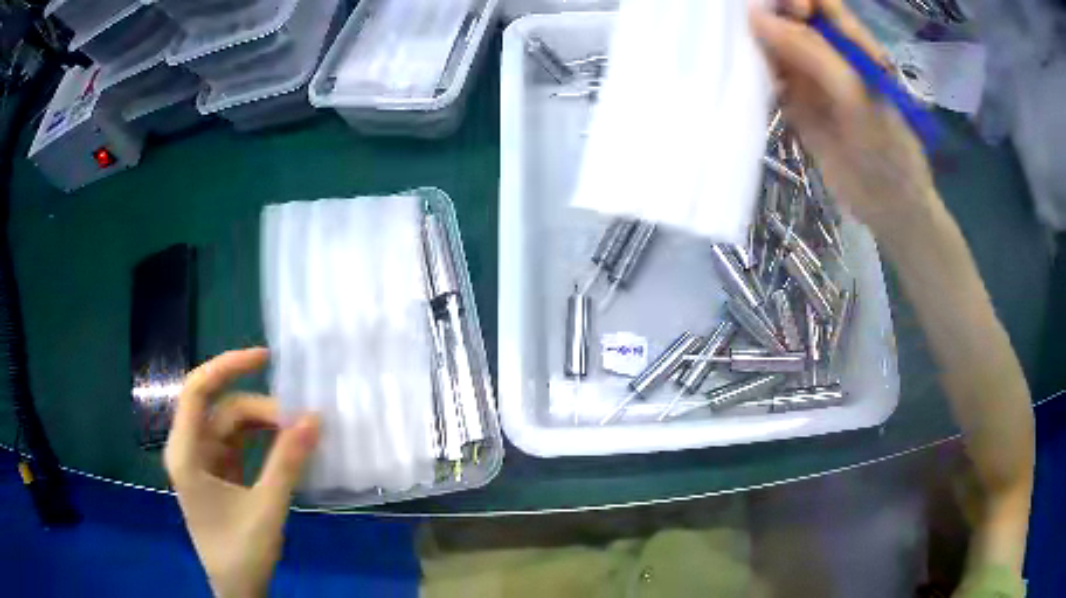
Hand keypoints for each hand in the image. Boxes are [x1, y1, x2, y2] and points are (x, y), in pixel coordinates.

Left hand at [164, 348, 319, 597]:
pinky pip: (239, 444)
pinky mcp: (218, 473)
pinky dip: (263, 441)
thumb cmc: (241, 553)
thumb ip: (287, 463)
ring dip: (264, 424)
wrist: (237, 591)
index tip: (266, 358)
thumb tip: (314, 418)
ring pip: (232, 425)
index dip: (227, 365)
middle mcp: (190, 449)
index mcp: (186, 453)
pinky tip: (287, 445)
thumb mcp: (266, 509)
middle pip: (222, 409)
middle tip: (301, 420)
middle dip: (260, 408)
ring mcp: (203, 461)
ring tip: (299, 432)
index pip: (197, 390)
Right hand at [750, 0, 939, 243]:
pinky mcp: (798, 104)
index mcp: (854, 44)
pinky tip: (739, 71)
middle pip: (793, 19)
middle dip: (768, 14)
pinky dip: (754, 72)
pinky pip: (771, 77)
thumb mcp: (854, 95)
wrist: (889, 207)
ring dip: (756, 42)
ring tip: (732, 43)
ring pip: (778, 46)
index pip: (820, 3)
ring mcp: (813, 79)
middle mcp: (831, 55)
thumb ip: (812, 53)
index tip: (780, 9)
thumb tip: (755, 18)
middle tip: (745, 27)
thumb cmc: (886, 149)